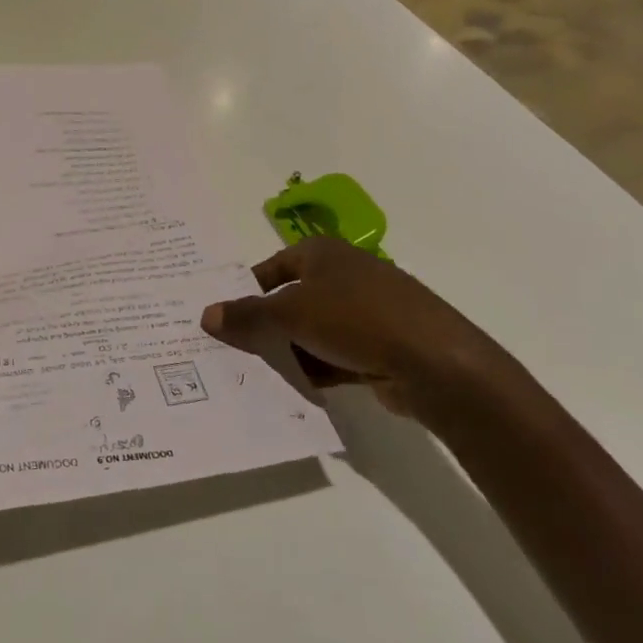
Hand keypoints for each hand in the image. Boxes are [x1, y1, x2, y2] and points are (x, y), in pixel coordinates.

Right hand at [200, 238, 504, 422]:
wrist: (436, 363)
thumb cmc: (356, 318)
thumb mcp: (291, 313)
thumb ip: (248, 315)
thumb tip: (206, 314)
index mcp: (321, 252)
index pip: (271, 268)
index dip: (245, 290)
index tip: (221, 317)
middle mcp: (342, 275)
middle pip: (290, 300)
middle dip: (264, 326)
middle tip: (230, 350)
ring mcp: (364, 312)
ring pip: (312, 331)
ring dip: (288, 352)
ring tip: (253, 375)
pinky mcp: (379, 346)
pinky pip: (334, 355)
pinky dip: (315, 369)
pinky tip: (292, 389)